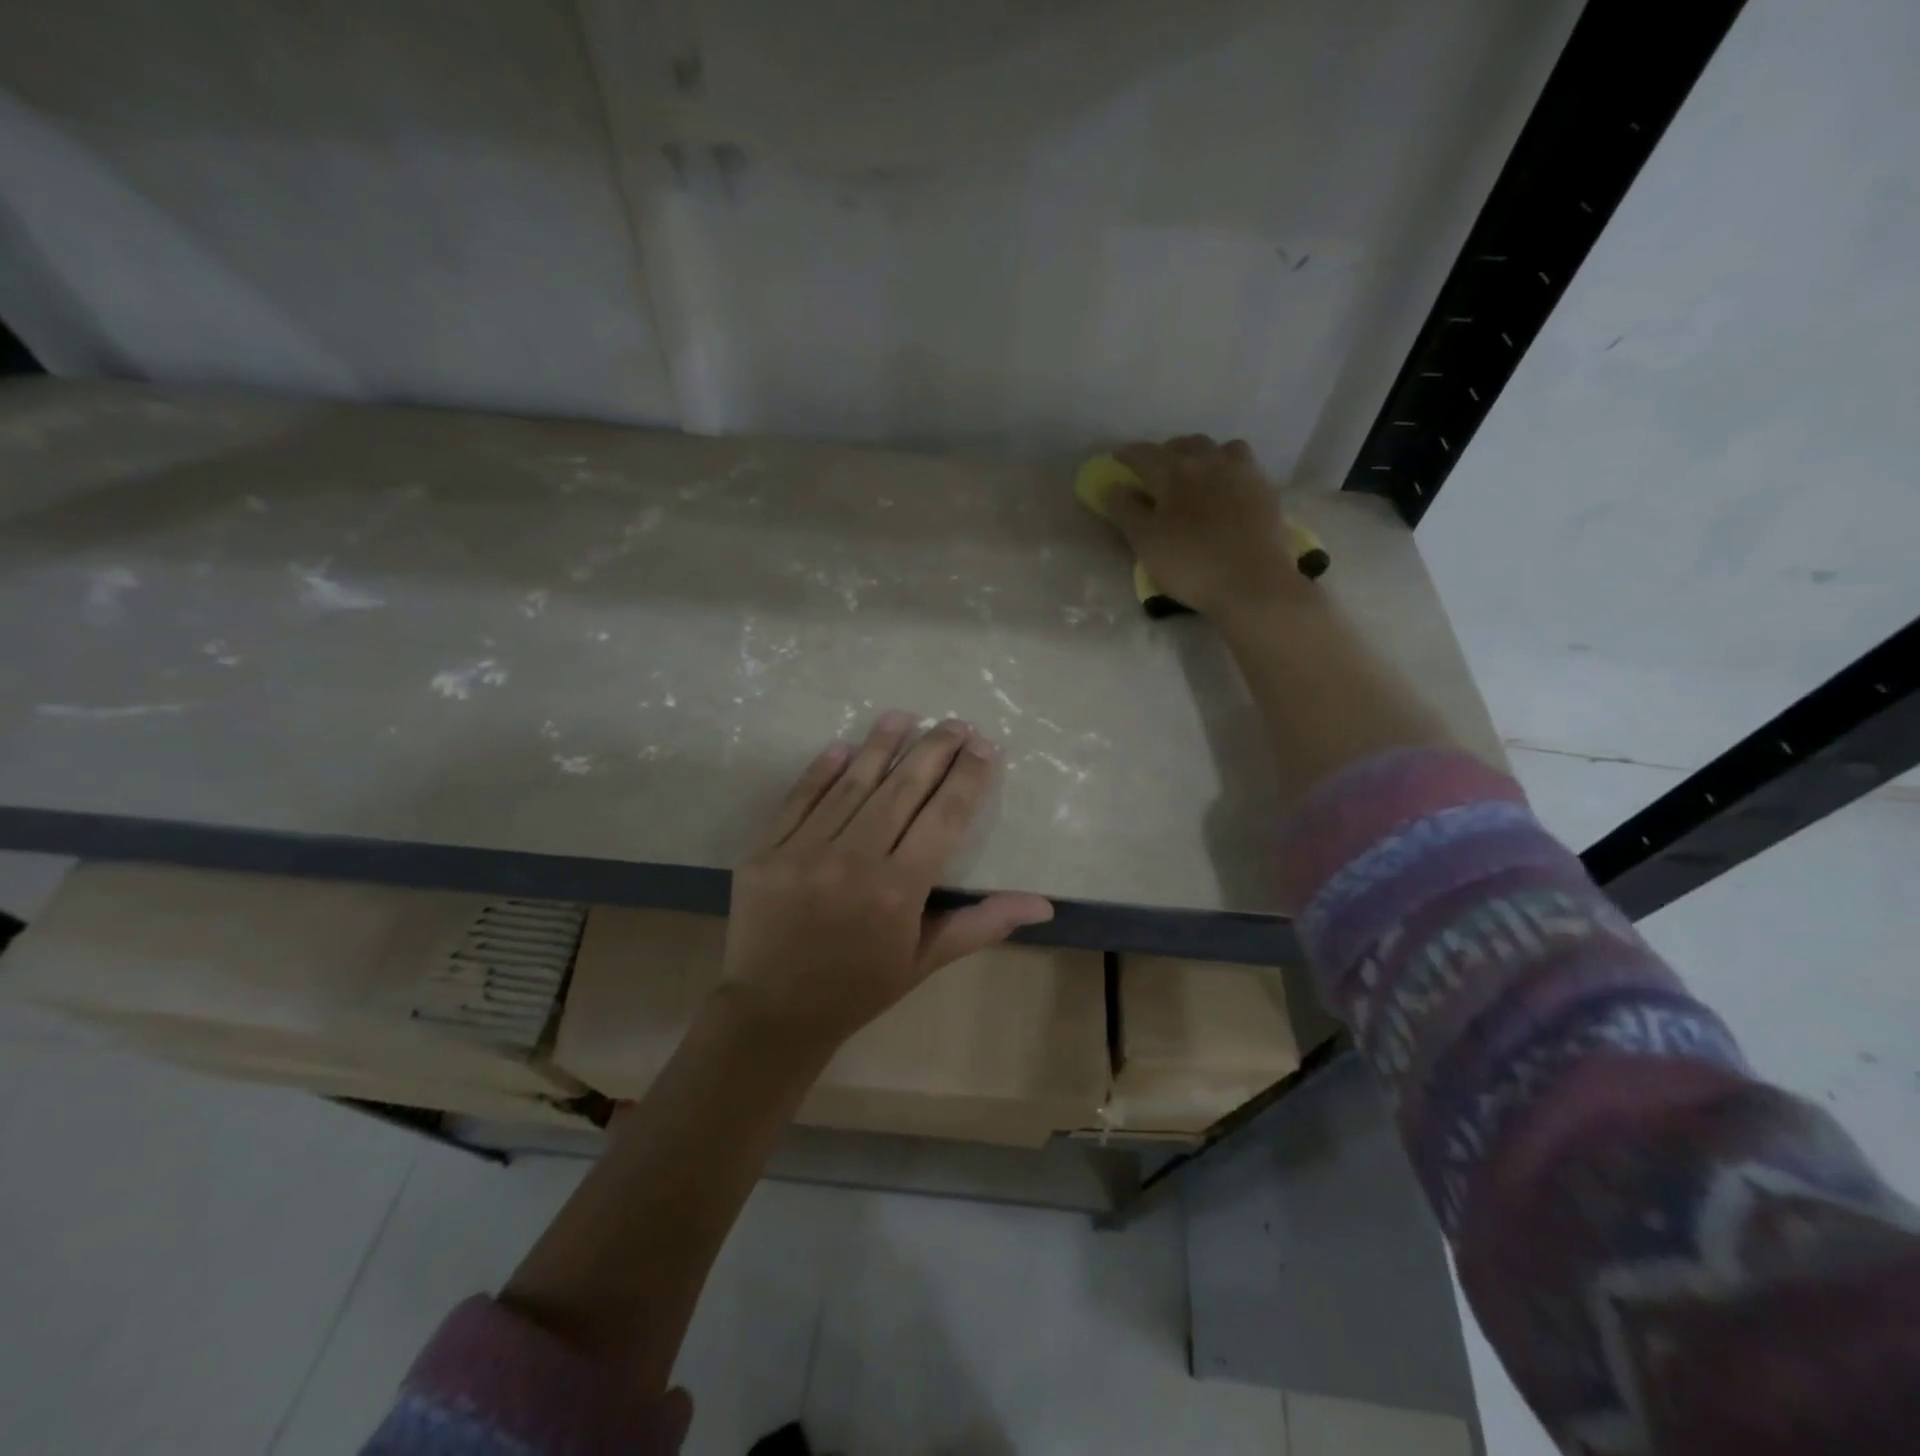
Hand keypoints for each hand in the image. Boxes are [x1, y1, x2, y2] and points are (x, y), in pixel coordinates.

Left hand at [718, 711, 1054, 1049]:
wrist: (772, 1014)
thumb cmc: (859, 989)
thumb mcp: (925, 961)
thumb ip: (982, 924)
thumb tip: (1043, 905)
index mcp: (898, 891)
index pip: (944, 818)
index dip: (968, 778)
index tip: (984, 746)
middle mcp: (853, 862)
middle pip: (903, 790)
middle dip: (934, 750)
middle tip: (955, 722)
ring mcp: (804, 852)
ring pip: (852, 785)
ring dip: (880, 746)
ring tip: (904, 715)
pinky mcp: (766, 851)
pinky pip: (799, 800)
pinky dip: (822, 771)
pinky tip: (843, 746)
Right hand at [1108, 435, 1312, 619]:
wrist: (1252, 583)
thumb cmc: (1190, 564)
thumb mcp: (1145, 541)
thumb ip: (1126, 510)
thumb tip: (1115, 486)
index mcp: (1174, 472)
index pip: (1145, 454)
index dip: (1128, 454)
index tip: (1117, 457)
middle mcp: (1208, 462)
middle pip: (1184, 444)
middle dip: (1166, 451)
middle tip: (1156, 469)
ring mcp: (1241, 473)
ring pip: (1219, 448)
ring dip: (1201, 454)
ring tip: (1195, 472)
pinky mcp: (1265, 490)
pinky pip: (1243, 465)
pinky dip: (1228, 467)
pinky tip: (1226, 485)